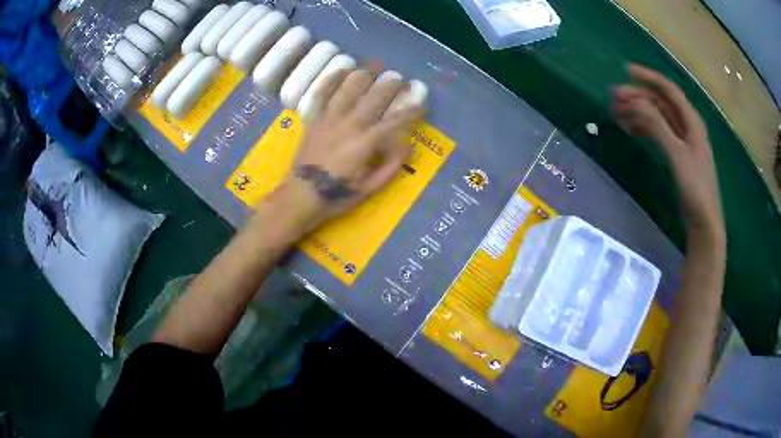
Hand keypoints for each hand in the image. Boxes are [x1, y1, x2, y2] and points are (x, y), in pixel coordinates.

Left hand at [277, 68, 423, 232]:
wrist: (301, 196)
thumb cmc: (338, 195)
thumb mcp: (371, 188)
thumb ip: (392, 166)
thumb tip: (409, 144)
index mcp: (367, 142)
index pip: (396, 120)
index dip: (411, 111)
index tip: (421, 104)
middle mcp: (351, 123)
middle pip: (375, 96)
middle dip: (391, 85)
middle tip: (400, 79)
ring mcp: (330, 118)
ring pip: (350, 87)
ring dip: (365, 74)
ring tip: (375, 66)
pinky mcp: (315, 118)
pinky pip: (323, 93)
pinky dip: (333, 79)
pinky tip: (343, 69)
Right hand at [613, 64, 723, 238]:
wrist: (704, 223)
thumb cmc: (695, 188)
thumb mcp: (677, 155)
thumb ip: (657, 126)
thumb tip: (634, 102)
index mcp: (691, 121)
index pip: (669, 90)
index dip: (648, 77)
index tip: (625, 71)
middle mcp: (688, 126)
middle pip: (661, 102)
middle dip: (639, 96)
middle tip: (614, 99)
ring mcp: (684, 141)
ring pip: (659, 117)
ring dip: (640, 112)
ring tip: (618, 114)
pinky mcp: (678, 155)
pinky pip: (659, 132)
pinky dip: (645, 128)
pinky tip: (632, 130)